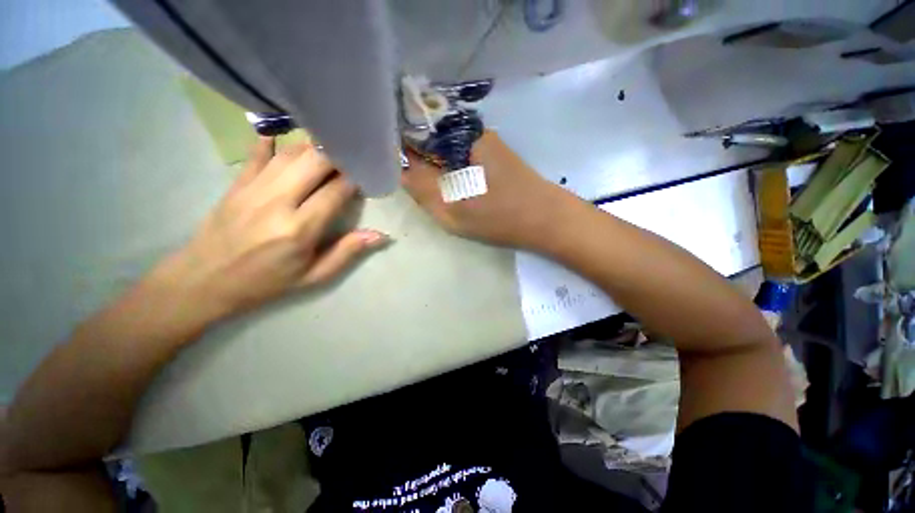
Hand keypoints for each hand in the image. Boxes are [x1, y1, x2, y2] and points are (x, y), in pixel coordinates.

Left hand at [150, 138, 387, 321]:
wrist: (203, 281)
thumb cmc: (266, 282)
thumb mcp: (313, 276)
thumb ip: (347, 252)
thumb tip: (380, 236)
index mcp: (300, 229)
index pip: (335, 191)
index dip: (355, 178)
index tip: (369, 173)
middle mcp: (278, 201)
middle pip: (314, 162)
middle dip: (338, 155)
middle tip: (353, 156)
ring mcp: (254, 189)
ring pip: (290, 154)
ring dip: (315, 147)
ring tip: (332, 147)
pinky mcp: (237, 184)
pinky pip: (257, 154)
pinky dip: (273, 142)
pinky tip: (285, 135)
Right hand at [401, 131, 575, 248]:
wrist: (546, 220)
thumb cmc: (500, 216)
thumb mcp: (452, 209)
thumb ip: (421, 187)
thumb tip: (400, 167)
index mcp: (459, 137)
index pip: (414, 129)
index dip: (398, 145)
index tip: (388, 163)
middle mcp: (470, 131)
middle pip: (429, 137)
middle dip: (416, 158)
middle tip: (411, 183)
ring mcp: (483, 143)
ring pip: (444, 149)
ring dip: (432, 165)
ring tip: (429, 187)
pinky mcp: (491, 155)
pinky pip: (458, 157)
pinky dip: (448, 169)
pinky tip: (450, 186)